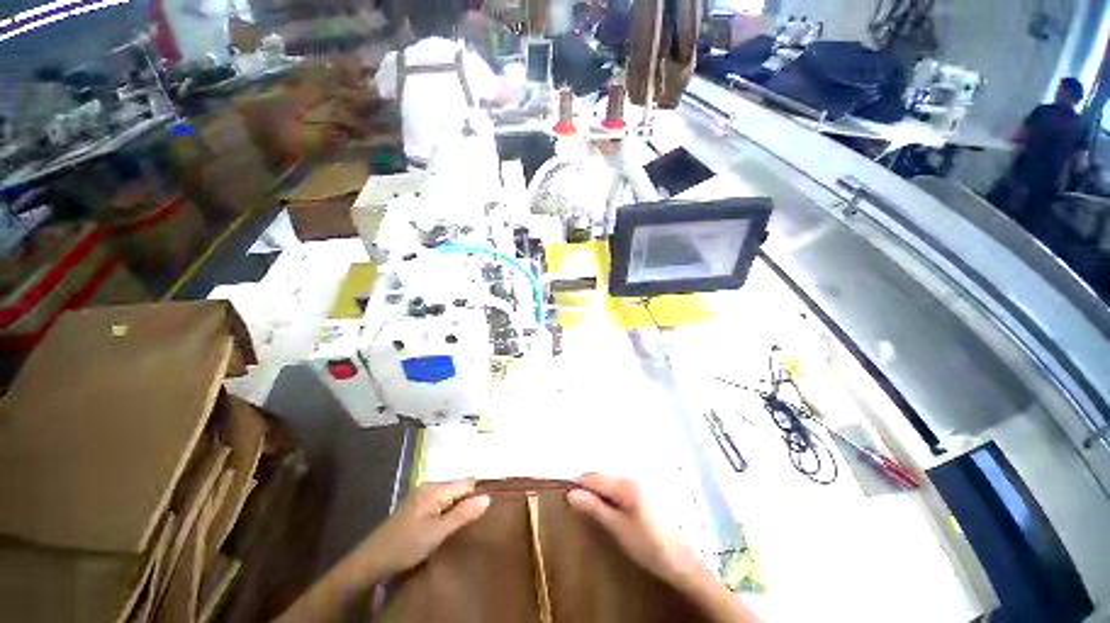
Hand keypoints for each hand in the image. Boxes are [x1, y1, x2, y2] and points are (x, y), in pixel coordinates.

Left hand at [352, 479, 490, 579]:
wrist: (370, 562)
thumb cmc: (406, 546)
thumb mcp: (438, 532)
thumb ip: (463, 513)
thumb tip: (488, 497)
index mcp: (435, 489)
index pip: (467, 483)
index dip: (477, 495)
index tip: (485, 512)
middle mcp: (429, 487)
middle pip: (457, 489)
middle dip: (467, 503)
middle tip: (476, 523)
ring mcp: (420, 497)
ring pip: (448, 498)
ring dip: (456, 510)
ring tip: (463, 527)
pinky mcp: (414, 508)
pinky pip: (438, 504)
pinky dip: (445, 513)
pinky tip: (445, 528)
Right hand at [566, 474, 702, 589]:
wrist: (681, 561)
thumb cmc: (648, 545)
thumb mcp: (617, 528)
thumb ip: (594, 508)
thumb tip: (571, 493)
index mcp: (625, 485)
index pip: (594, 478)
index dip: (578, 484)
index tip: (565, 494)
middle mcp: (632, 478)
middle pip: (603, 477)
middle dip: (588, 487)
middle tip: (576, 503)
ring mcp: (640, 485)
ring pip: (611, 482)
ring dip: (599, 491)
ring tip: (589, 507)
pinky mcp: (645, 494)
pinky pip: (620, 488)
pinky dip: (609, 495)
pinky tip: (607, 508)